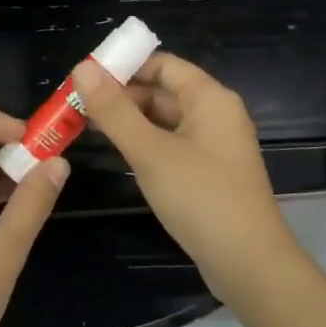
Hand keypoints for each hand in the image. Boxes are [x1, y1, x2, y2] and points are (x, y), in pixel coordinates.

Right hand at [74, 54, 299, 303]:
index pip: (163, 64)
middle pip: (163, 91)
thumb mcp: (150, 151)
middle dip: (122, 96)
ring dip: (130, 121)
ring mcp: (214, 146)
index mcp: (210, 98)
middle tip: (77, 106)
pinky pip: (172, 145)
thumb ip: (114, 111)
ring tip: (88, 127)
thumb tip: (82, 69)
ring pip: (166, 120)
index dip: (124, 66)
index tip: (85, 78)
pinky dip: (145, 143)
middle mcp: (216, 115)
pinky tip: (119, 154)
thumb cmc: (200, 197)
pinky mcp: (209, 173)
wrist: (248, 263)